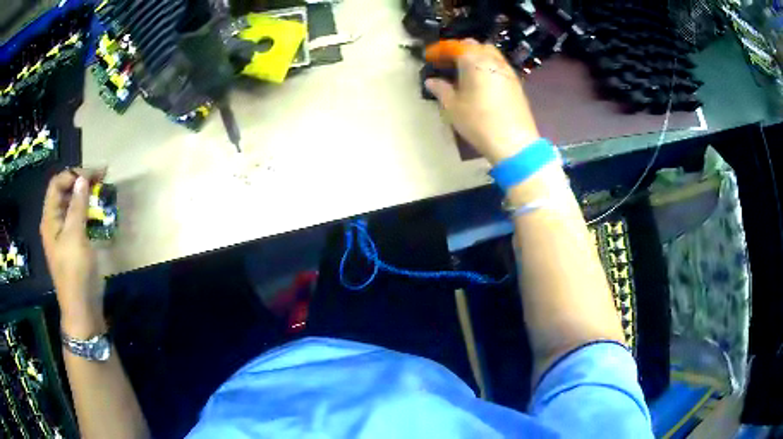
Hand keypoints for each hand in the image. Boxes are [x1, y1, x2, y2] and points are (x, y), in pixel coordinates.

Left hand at [40, 168, 106, 337]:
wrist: (82, 309)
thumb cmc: (75, 273)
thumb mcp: (75, 237)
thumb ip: (77, 206)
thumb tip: (82, 178)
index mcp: (50, 219)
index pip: (57, 184)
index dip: (73, 174)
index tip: (94, 174)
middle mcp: (54, 223)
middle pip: (64, 192)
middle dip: (81, 180)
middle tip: (102, 177)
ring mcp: (64, 234)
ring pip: (72, 204)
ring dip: (86, 194)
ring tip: (102, 189)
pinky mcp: (74, 243)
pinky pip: (78, 219)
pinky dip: (87, 209)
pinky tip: (97, 210)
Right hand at [425, 40, 539, 164]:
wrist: (514, 142)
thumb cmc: (479, 122)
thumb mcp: (453, 107)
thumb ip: (441, 89)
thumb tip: (431, 81)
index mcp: (474, 60)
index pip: (454, 46)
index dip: (439, 50)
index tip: (429, 58)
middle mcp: (492, 60)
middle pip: (474, 46)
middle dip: (459, 50)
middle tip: (447, 62)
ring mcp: (507, 70)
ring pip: (489, 54)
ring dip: (475, 57)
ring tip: (464, 71)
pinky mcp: (516, 82)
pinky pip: (498, 66)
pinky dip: (487, 66)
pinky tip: (481, 81)